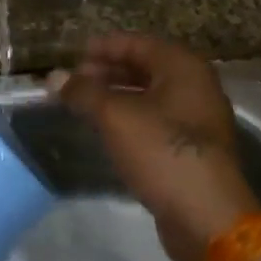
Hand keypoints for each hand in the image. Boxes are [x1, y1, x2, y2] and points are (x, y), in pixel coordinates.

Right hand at [53, 35, 257, 260]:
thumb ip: (83, 92)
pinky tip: (109, 131)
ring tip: (85, 105)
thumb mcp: (115, 117)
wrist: (207, 216)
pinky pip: (157, 119)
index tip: (74, 56)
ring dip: (117, 96)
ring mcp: (199, 118)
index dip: (104, 47)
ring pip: (151, 95)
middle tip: (75, 82)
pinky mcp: (194, 148)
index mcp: (183, 67)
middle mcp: (196, 86)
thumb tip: (53, 77)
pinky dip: (131, 117)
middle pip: (146, 67)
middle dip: (108, 72)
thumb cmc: (162, 152)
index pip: (138, 43)